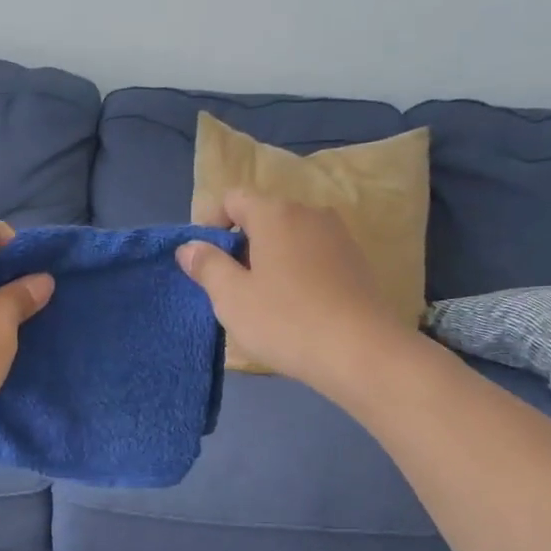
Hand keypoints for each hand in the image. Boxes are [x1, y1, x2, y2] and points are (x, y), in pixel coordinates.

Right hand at [178, 189, 403, 393]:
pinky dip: (296, 271)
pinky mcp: (356, 262)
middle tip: (228, 286)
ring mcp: (338, 236)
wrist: (360, 351)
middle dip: (241, 244)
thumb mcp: (232, 297)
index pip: (233, 199)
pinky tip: (294, 307)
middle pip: (264, 216)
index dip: (211, 223)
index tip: (203, 259)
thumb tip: (189, 246)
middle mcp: (309, 213)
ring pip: (290, 237)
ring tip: (261, 300)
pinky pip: (313, 256)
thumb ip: (207, 266)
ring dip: (269, 259)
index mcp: (275, 213)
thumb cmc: (285, 320)